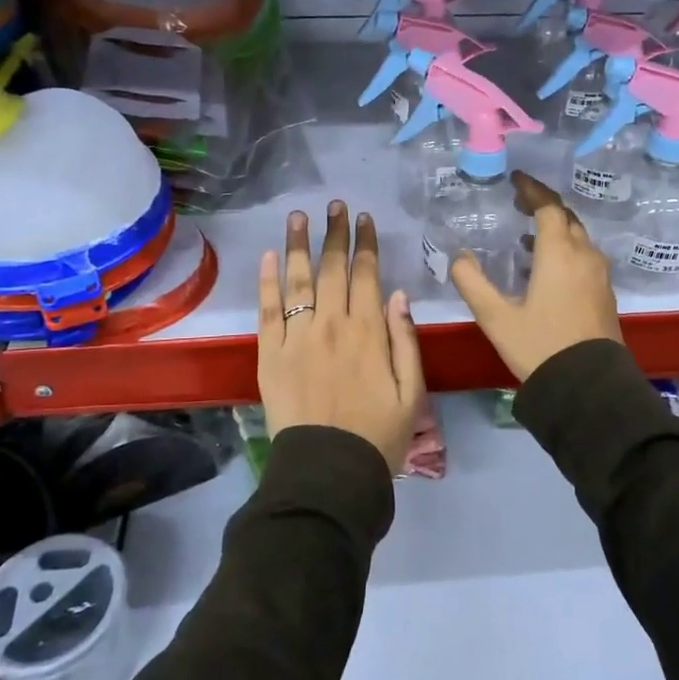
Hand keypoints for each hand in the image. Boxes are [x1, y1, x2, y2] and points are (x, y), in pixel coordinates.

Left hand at [257, 201, 425, 472]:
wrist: (327, 474)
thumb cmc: (377, 436)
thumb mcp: (411, 392)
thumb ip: (406, 340)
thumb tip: (399, 294)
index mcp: (369, 332)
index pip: (367, 275)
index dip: (364, 244)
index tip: (363, 219)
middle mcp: (331, 324)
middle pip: (332, 268)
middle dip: (334, 233)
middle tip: (334, 205)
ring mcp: (296, 337)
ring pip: (297, 280)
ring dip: (299, 244)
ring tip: (299, 216)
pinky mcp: (269, 355)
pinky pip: (267, 310)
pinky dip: (267, 281)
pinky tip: (270, 256)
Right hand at [449, 172, 622, 382]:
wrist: (590, 389)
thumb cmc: (540, 347)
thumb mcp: (496, 317)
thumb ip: (472, 283)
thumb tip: (458, 257)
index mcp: (560, 254)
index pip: (549, 207)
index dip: (532, 190)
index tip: (516, 180)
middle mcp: (585, 257)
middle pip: (567, 218)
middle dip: (543, 206)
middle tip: (519, 203)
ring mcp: (599, 276)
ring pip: (578, 238)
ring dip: (555, 229)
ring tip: (526, 236)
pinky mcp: (604, 295)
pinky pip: (584, 257)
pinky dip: (565, 250)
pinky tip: (546, 268)